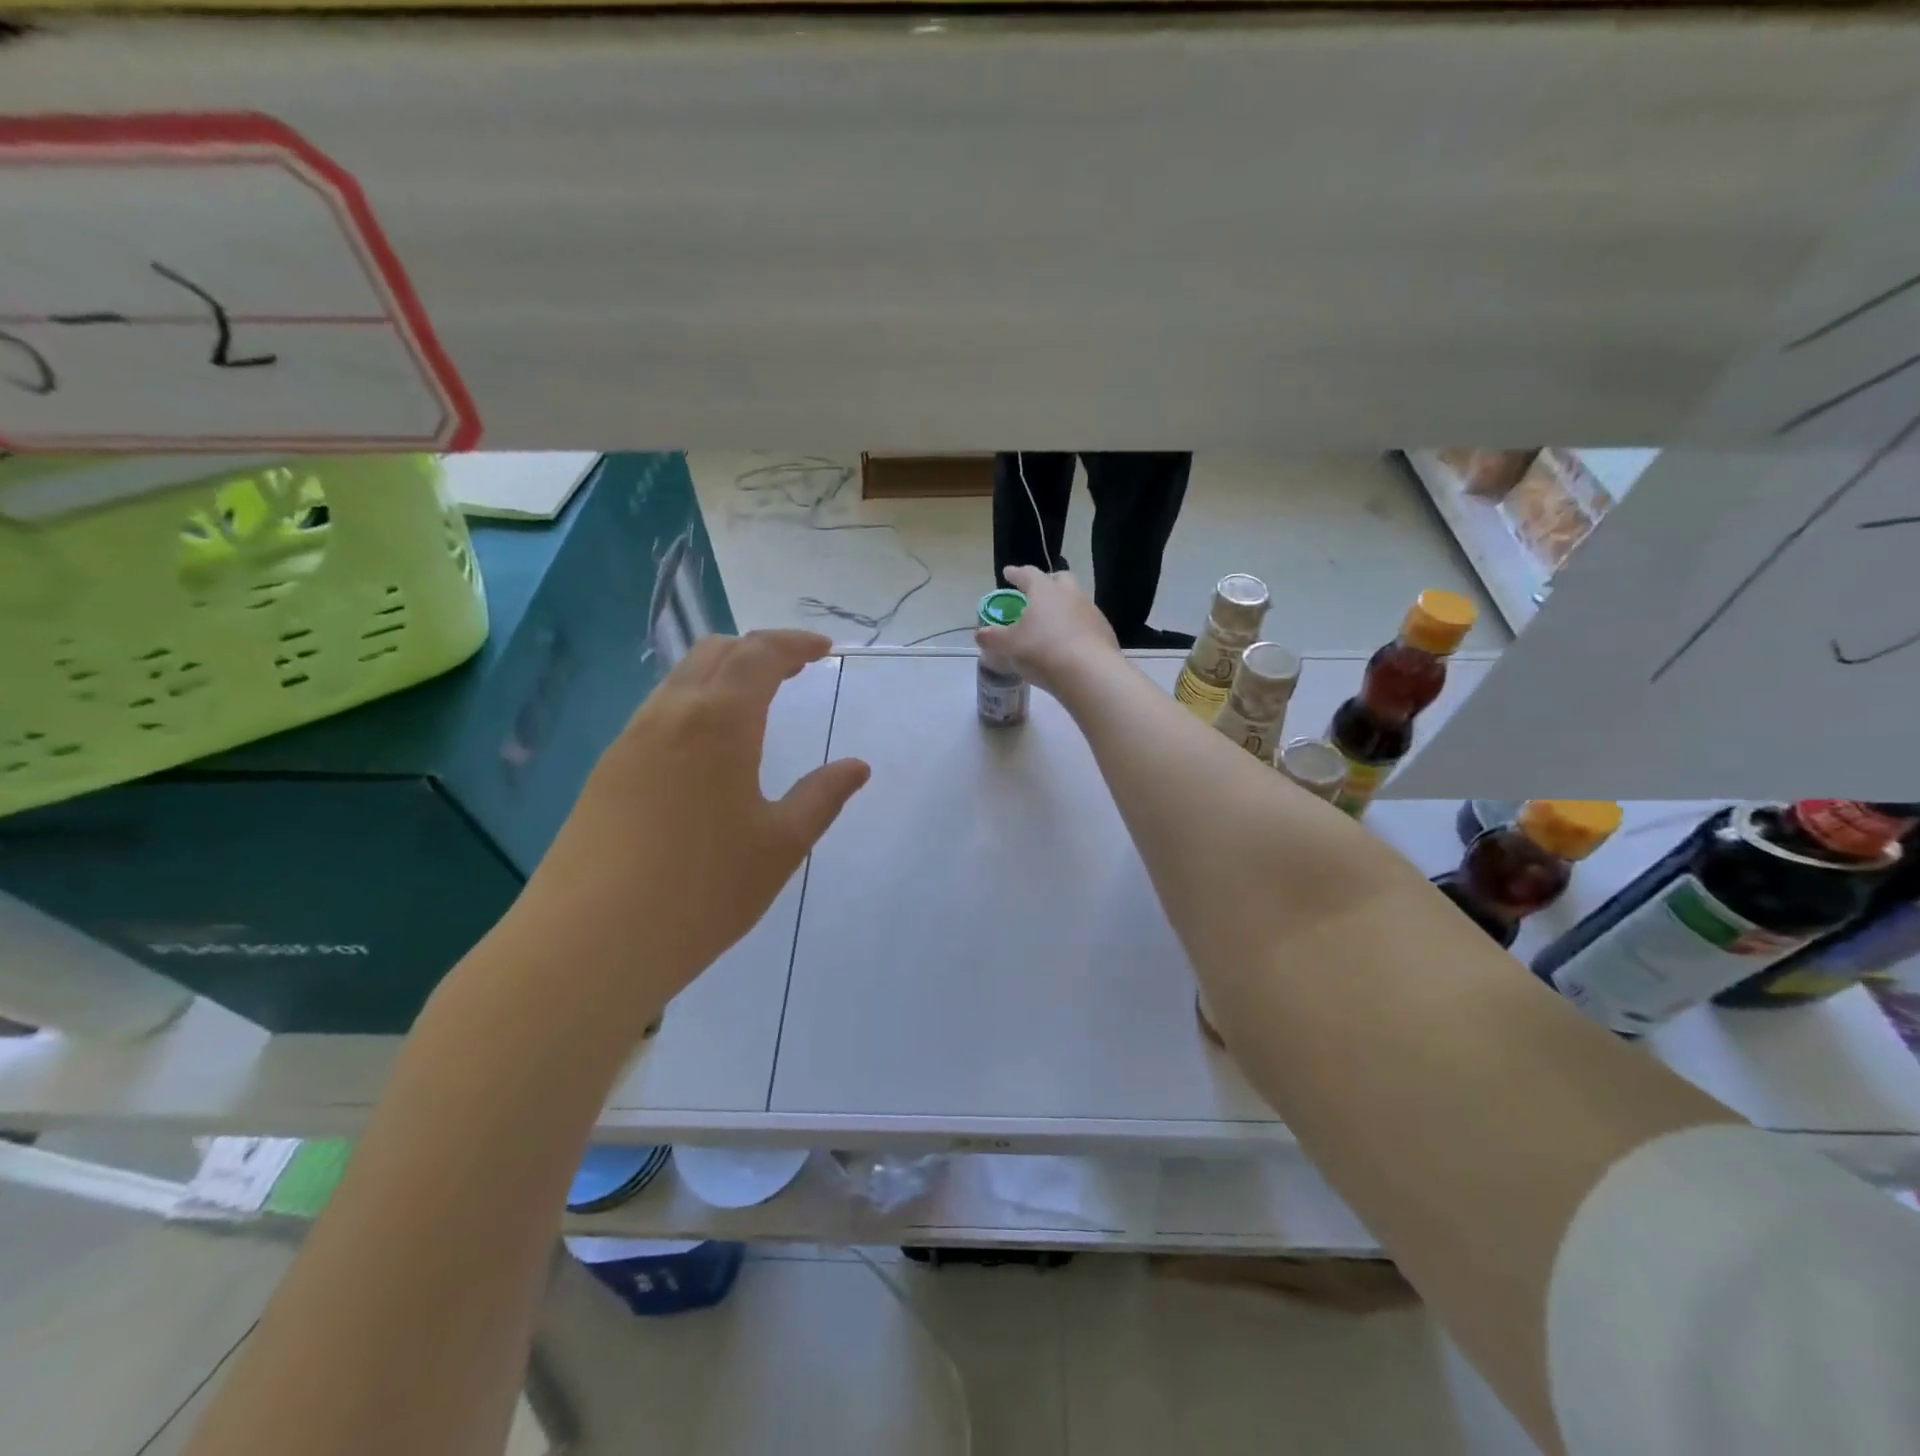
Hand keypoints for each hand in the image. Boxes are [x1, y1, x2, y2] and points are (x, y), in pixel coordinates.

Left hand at [508, 630, 869, 1026]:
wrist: (589, 943)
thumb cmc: (703, 891)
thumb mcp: (781, 845)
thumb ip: (822, 797)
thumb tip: (857, 766)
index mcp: (719, 721)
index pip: (759, 655)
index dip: (795, 644)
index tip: (825, 650)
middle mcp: (669, 715)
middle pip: (714, 652)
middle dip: (758, 649)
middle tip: (794, 670)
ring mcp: (629, 742)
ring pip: (679, 680)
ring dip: (722, 675)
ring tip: (755, 704)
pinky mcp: (605, 772)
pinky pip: (657, 714)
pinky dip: (693, 705)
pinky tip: (707, 749)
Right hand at [976, 565, 1121, 696]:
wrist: (1089, 673)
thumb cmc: (1042, 651)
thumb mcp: (1009, 646)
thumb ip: (993, 638)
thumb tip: (980, 634)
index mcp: (1045, 591)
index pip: (1028, 574)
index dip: (1016, 573)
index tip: (1008, 573)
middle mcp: (1071, 594)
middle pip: (1060, 579)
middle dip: (1048, 582)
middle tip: (1036, 592)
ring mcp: (1091, 612)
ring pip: (1076, 601)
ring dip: (1064, 607)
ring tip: (1052, 623)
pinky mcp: (1105, 632)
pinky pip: (1087, 623)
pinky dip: (1076, 628)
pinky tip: (1069, 644)